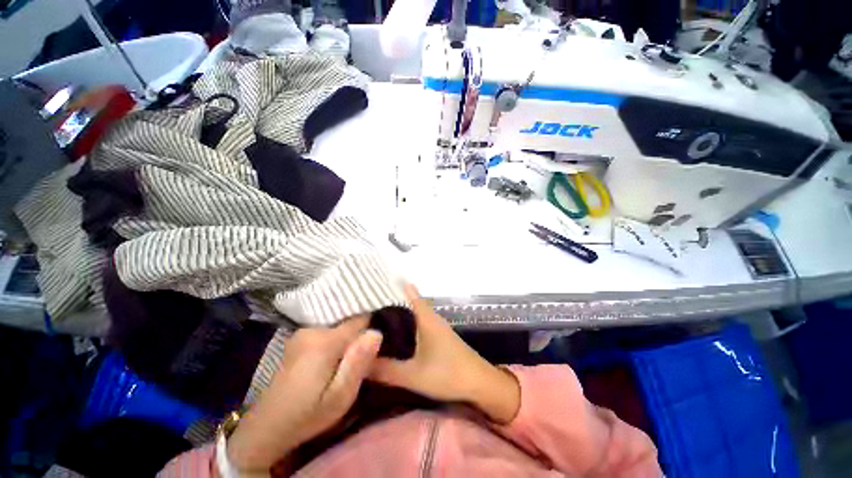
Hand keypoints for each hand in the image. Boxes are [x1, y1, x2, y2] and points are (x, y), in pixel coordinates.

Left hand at [226, 317, 381, 474]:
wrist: (267, 427)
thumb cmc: (308, 415)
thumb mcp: (340, 398)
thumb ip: (358, 363)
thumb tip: (376, 332)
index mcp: (324, 341)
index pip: (361, 319)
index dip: (372, 330)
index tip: (378, 345)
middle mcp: (313, 329)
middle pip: (350, 322)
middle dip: (359, 337)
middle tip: (362, 360)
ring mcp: (303, 332)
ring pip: (340, 326)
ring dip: (348, 339)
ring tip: (348, 361)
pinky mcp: (300, 337)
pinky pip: (328, 330)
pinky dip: (337, 340)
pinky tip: (335, 358)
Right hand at [369, 284, 520, 423]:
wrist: (480, 383)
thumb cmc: (448, 374)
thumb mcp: (413, 375)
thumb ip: (386, 370)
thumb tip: (360, 364)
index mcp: (426, 319)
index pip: (411, 295)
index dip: (398, 286)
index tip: (382, 280)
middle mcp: (432, 319)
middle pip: (412, 303)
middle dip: (394, 300)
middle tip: (371, 301)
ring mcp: (438, 328)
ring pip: (416, 314)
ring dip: (401, 312)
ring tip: (380, 316)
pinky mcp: (441, 338)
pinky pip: (421, 324)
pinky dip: (409, 324)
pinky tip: (399, 333)